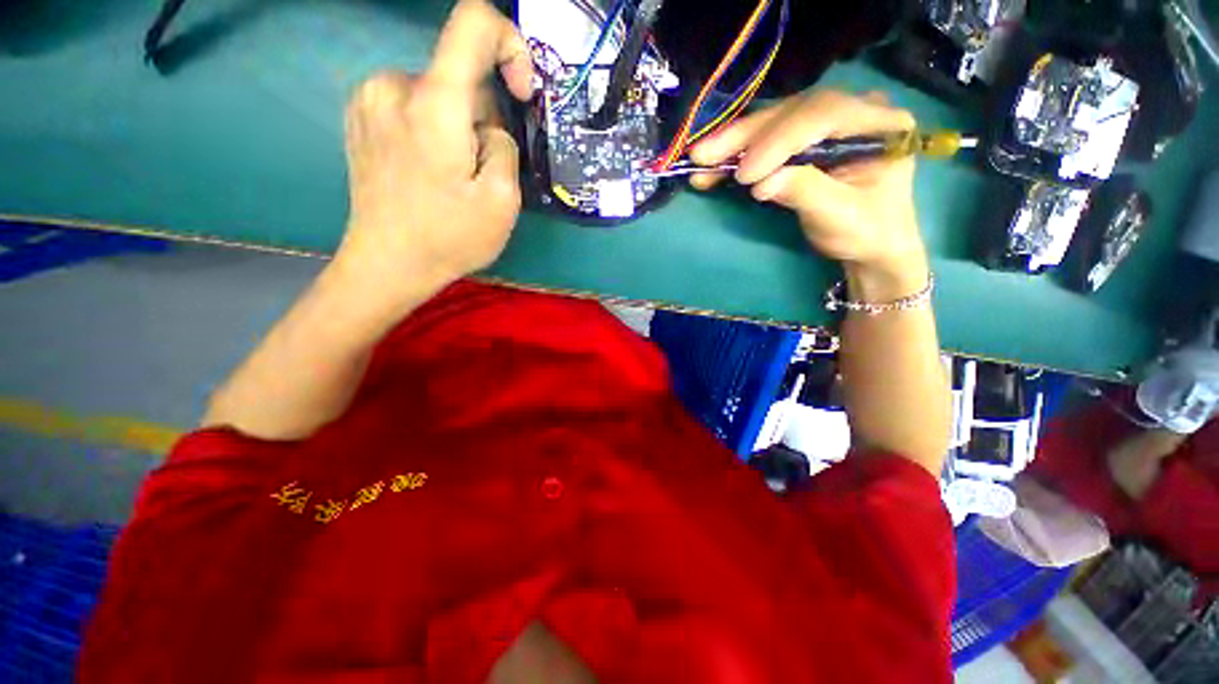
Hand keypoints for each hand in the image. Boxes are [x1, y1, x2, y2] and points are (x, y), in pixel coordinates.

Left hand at [334, 0, 534, 310]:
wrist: (387, 264)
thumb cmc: (449, 237)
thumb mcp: (502, 201)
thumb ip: (505, 146)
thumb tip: (490, 128)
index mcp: (434, 104)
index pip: (473, 24)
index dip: (509, 44)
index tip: (520, 91)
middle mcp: (394, 86)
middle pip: (459, 75)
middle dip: (484, 114)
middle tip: (483, 167)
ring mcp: (370, 99)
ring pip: (437, 93)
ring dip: (459, 125)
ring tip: (456, 175)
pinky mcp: (361, 117)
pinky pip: (413, 105)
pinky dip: (434, 128)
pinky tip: (431, 169)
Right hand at [690, 91, 926, 290]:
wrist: (870, 244)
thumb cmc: (865, 232)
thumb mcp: (840, 217)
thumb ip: (805, 192)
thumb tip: (761, 184)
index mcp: (879, 123)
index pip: (823, 116)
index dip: (779, 142)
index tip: (745, 177)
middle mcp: (855, 110)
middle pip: (793, 112)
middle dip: (746, 136)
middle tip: (703, 155)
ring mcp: (828, 122)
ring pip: (775, 122)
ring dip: (734, 141)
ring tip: (700, 158)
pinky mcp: (806, 138)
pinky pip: (768, 137)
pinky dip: (738, 152)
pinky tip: (714, 163)